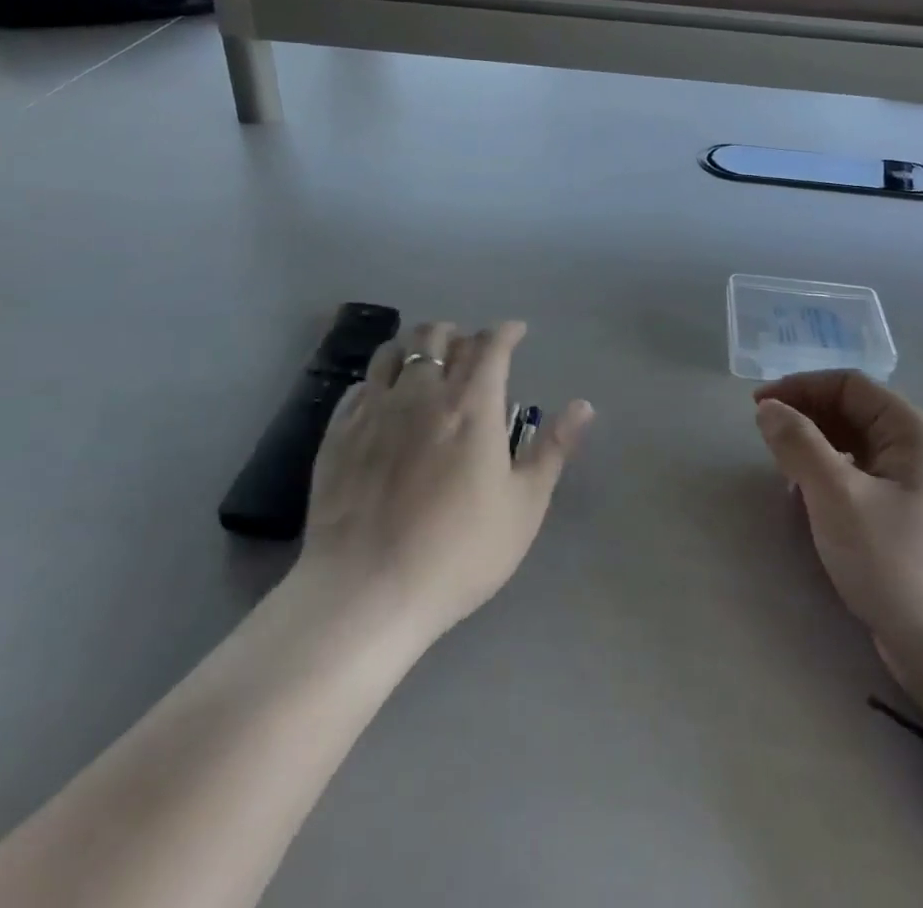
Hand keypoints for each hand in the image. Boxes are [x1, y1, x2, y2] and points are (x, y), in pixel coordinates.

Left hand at [300, 321, 593, 647]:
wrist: (366, 590)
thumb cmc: (458, 552)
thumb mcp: (523, 507)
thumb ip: (552, 449)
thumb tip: (583, 405)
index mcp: (471, 404)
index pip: (490, 345)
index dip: (506, 332)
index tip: (516, 332)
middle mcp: (422, 392)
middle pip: (438, 336)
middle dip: (459, 333)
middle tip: (470, 349)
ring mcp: (375, 409)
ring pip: (394, 351)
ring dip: (416, 346)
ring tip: (425, 360)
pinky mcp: (339, 432)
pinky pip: (361, 385)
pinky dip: (380, 379)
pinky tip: (384, 396)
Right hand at [754, 371, 922, 725]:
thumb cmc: (897, 563)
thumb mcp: (838, 497)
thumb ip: (799, 444)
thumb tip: (769, 408)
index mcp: (913, 431)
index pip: (848, 385)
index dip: (800, 387)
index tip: (758, 407)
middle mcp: (919, 448)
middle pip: (851, 410)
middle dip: (805, 417)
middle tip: (764, 438)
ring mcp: (915, 484)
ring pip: (852, 444)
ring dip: (813, 447)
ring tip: (781, 468)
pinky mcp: (906, 516)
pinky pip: (859, 475)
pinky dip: (828, 476)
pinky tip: (807, 498)